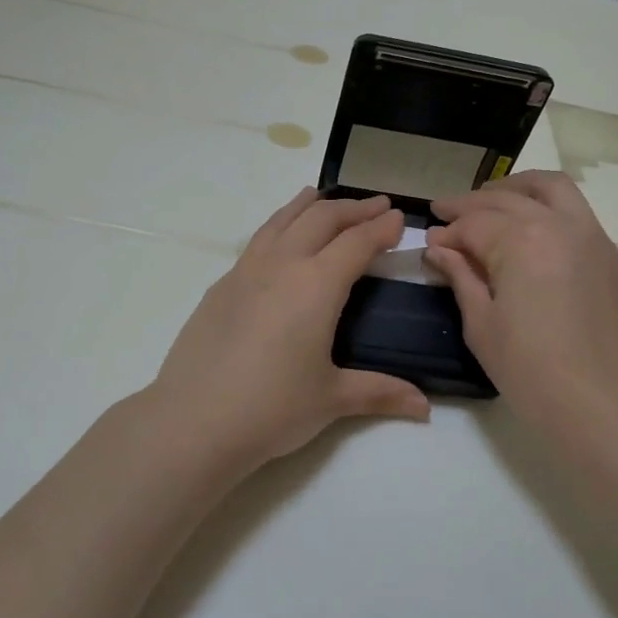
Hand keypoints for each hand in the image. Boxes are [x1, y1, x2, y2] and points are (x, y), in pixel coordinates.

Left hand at [145, 187, 431, 469]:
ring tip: (324, 197)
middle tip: (377, 205)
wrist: (193, 421)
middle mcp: (282, 265)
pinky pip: (258, 239)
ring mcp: (246, 272)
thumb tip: (425, 407)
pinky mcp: (221, 286)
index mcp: (316, 285)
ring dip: (311, 205)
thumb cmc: (271, 408)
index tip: (400, 218)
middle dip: (354, 208)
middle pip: (321, 219)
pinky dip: (279, 224)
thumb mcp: (332, 400)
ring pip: (283, 220)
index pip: (357, 243)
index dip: (382, 228)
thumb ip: (380, 393)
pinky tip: (280, 237)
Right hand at [426, 171, 617, 442]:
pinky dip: (549, 209)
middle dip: (471, 203)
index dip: (447, 232)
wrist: (603, 406)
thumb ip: (461, 276)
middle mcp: (560, 225)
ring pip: (552, 188)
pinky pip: (578, 215)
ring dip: (516, 188)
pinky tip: (533, 231)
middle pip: (508, 198)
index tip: (430, 241)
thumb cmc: (530, 371)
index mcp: (522, 241)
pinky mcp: (614, 257)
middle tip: (446, 212)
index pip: (474, 223)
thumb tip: (439, 248)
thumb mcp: (482, 325)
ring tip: (492, 200)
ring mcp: (594, 237)